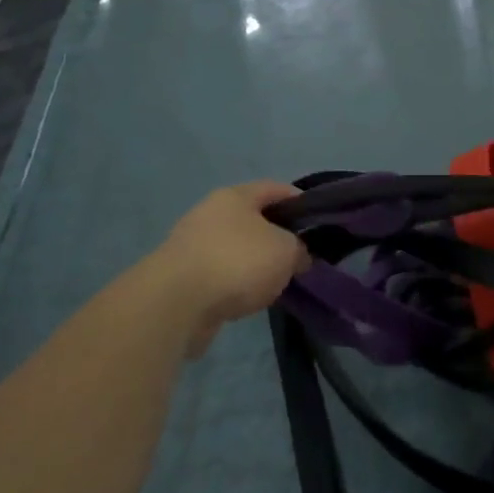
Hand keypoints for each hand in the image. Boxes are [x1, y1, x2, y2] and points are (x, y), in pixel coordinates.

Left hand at [158, 183, 310, 352]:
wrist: (176, 304)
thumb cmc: (237, 262)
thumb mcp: (285, 251)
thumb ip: (299, 249)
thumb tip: (298, 257)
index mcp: (235, 196)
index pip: (274, 188)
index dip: (299, 201)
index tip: (317, 220)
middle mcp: (210, 213)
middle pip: (252, 219)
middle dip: (276, 235)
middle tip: (299, 255)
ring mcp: (192, 244)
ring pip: (235, 248)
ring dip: (255, 262)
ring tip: (277, 281)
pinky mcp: (181, 276)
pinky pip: (220, 274)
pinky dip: (236, 283)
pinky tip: (249, 298)